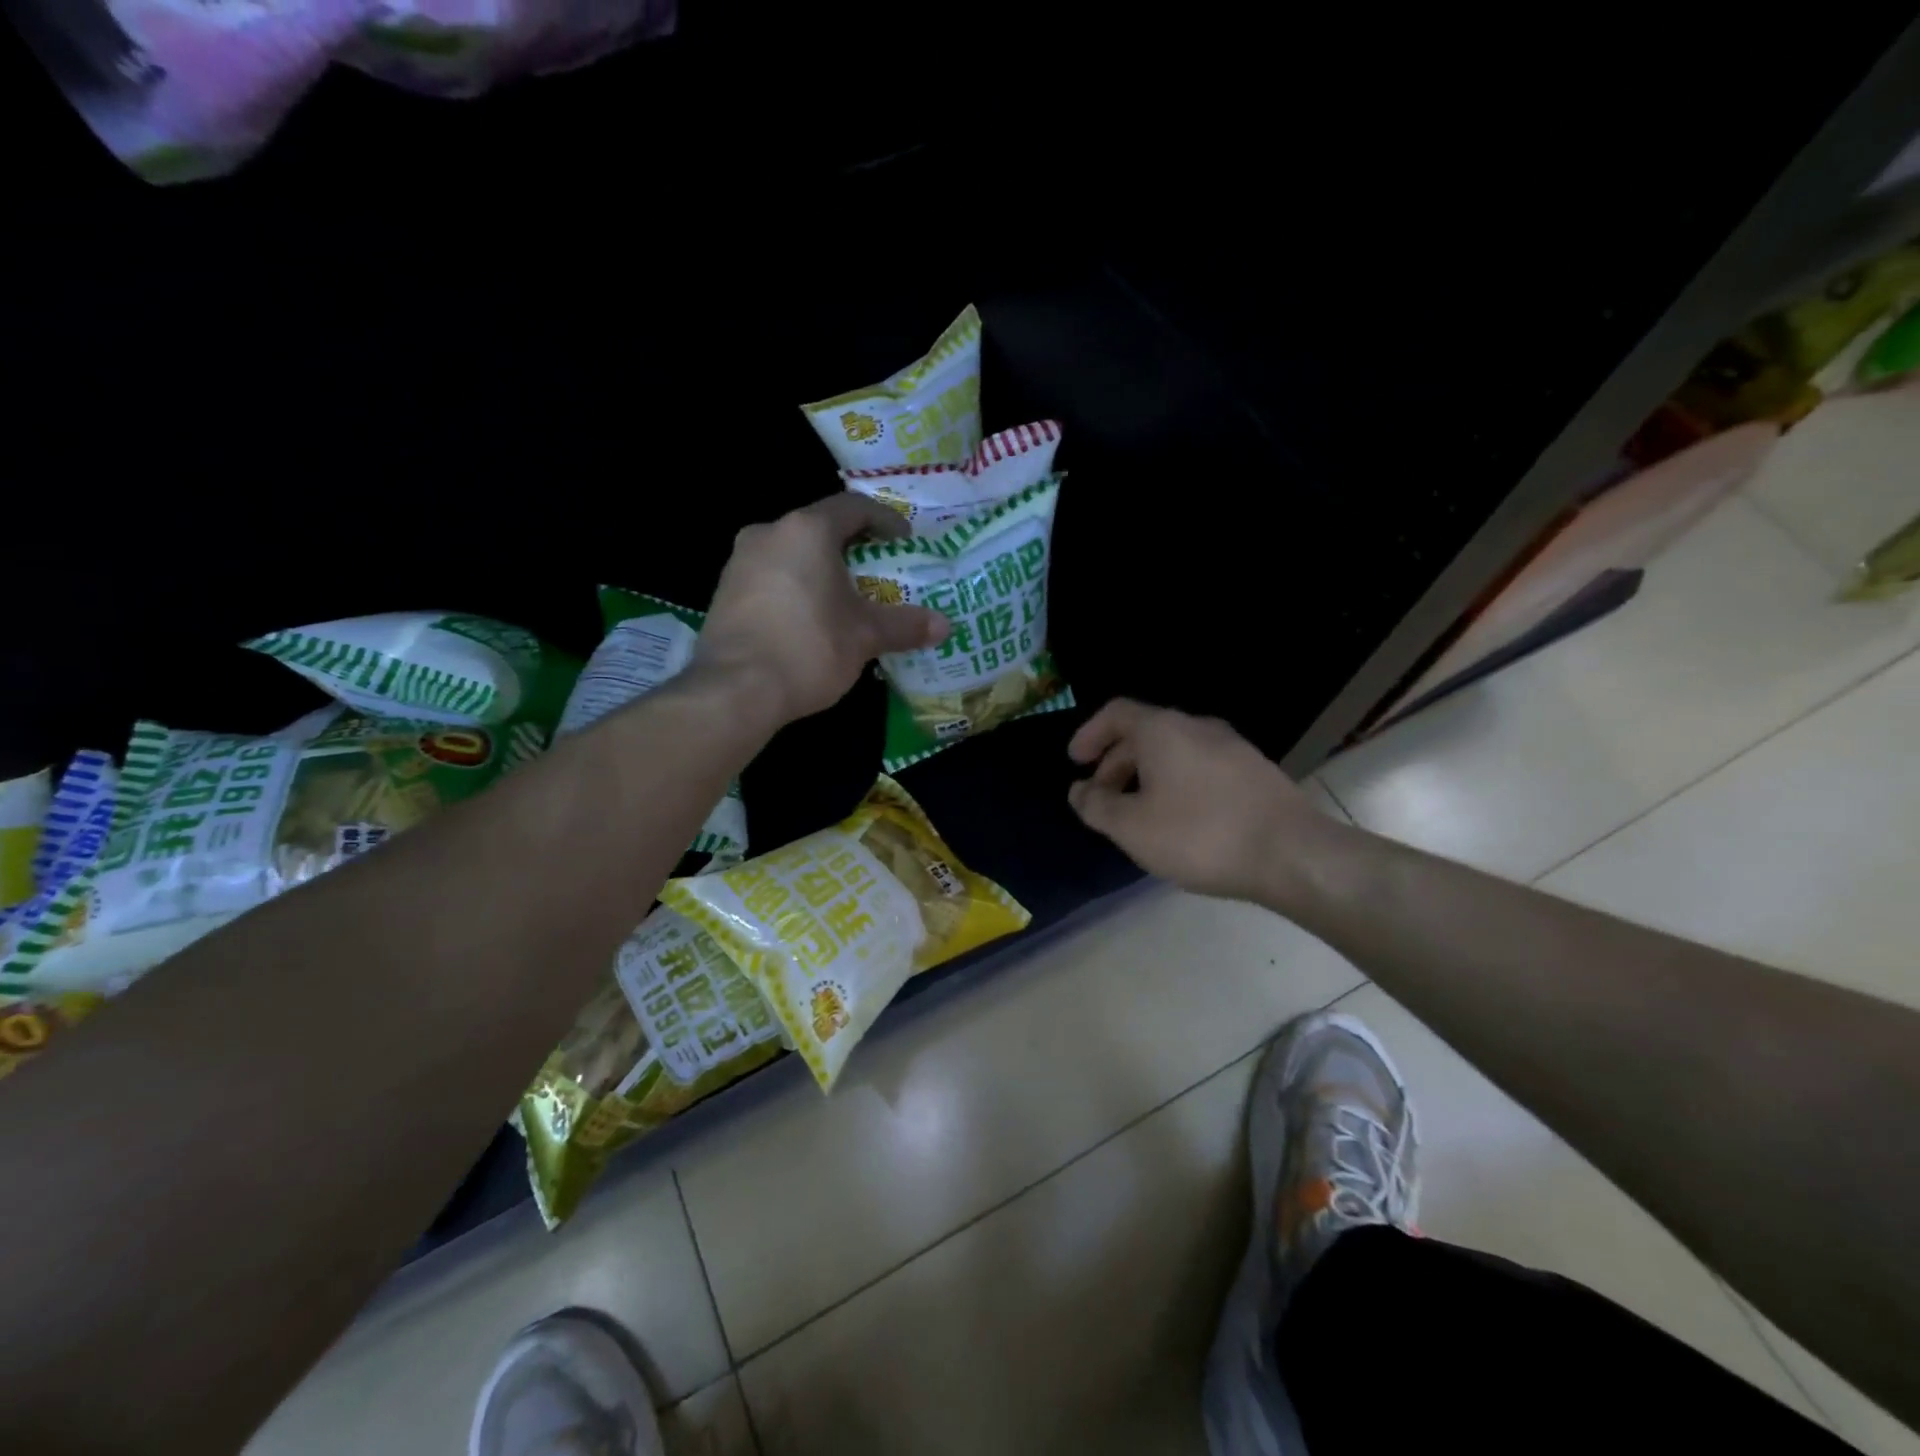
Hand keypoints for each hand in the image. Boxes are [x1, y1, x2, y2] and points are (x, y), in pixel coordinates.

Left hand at [695, 494, 948, 725]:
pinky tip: (810, 620)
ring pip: (792, 554)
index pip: (854, 508)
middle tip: (879, 573)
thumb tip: (944, 626)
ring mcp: (740, 562)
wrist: (735, 689)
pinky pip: (771, 578)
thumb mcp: (865, 637)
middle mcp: (769, 533)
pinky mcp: (724, 592)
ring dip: (822, 570)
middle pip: (820, 529)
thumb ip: (904, 625)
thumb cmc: (809, 648)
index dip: (885, 521)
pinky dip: (796, 589)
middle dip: (853, 549)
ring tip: (846, 600)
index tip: (905, 543)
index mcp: (807, 530)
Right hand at [1066, 698, 1335, 903]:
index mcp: (1163, 730)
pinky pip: (1199, 766)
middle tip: (1101, 797)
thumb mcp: (1133, 827)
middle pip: (1144, 733)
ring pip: (1174, 751)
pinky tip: (1179, 820)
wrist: (1293, 853)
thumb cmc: (1201, 835)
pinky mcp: (1254, 771)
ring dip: (1145, 775)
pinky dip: (1175, 783)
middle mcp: (1197, 727)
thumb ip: (1097, 806)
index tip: (1075, 762)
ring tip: (1137, 813)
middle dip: (1115, 762)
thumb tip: (1079, 791)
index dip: (1089, 734)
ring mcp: (1231, 747)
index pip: (1116, 713)